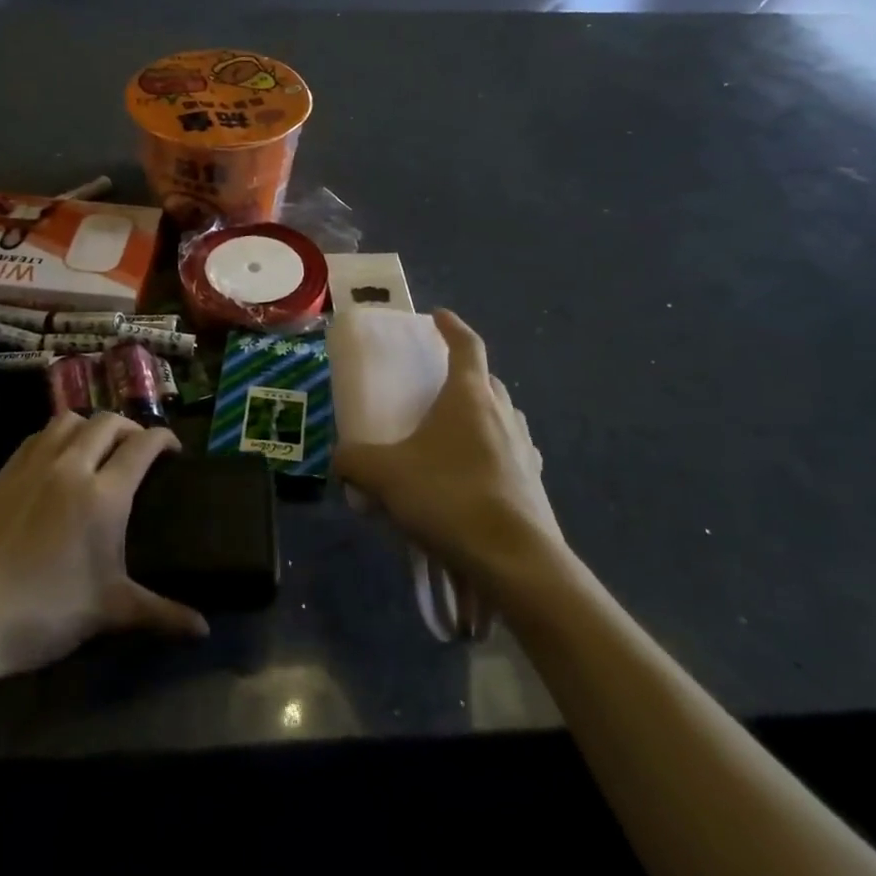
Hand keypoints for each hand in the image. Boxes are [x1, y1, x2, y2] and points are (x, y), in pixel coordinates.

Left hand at [0, 413, 207, 681]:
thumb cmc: (44, 613)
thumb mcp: (109, 612)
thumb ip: (162, 614)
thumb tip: (204, 630)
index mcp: (104, 494)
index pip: (143, 445)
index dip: (164, 439)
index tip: (174, 450)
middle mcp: (71, 466)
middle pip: (108, 422)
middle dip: (130, 428)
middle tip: (139, 450)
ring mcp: (32, 465)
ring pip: (69, 420)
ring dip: (91, 426)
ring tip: (98, 449)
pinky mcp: (3, 474)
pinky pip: (38, 436)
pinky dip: (57, 436)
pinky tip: (57, 461)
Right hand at [333, 310, 565, 599]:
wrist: (514, 560)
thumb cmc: (448, 497)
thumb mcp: (385, 476)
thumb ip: (354, 461)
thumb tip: (340, 459)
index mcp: (469, 396)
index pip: (467, 345)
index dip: (452, 327)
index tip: (439, 316)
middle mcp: (502, 413)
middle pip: (486, 381)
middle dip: (465, 375)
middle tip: (439, 385)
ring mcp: (525, 449)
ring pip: (503, 417)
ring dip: (482, 416)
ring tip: (455, 434)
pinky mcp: (535, 485)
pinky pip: (512, 455)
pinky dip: (493, 455)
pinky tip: (475, 478)